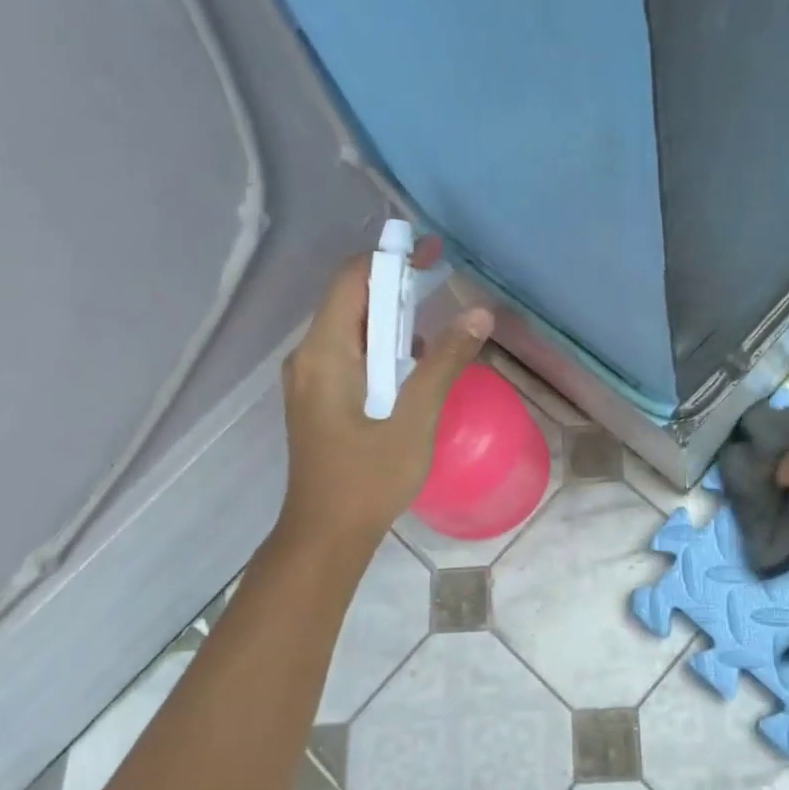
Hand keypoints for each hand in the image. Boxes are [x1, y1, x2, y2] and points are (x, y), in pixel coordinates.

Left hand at [276, 242, 492, 551]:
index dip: (391, 259)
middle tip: (443, 286)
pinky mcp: (319, 397)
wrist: (326, 534)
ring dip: (392, 320)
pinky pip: (351, 354)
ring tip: (436, 331)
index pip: (352, 279)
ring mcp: (310, 378)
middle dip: (397, 287)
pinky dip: (382, 348)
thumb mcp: (415, 416)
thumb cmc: (369, 477)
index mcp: (325, 352)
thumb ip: (445, 361)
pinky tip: (413, 370)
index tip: (433, 254)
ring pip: (352, 328)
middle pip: (351, 300)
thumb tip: (478, 313)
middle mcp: (309, 356)